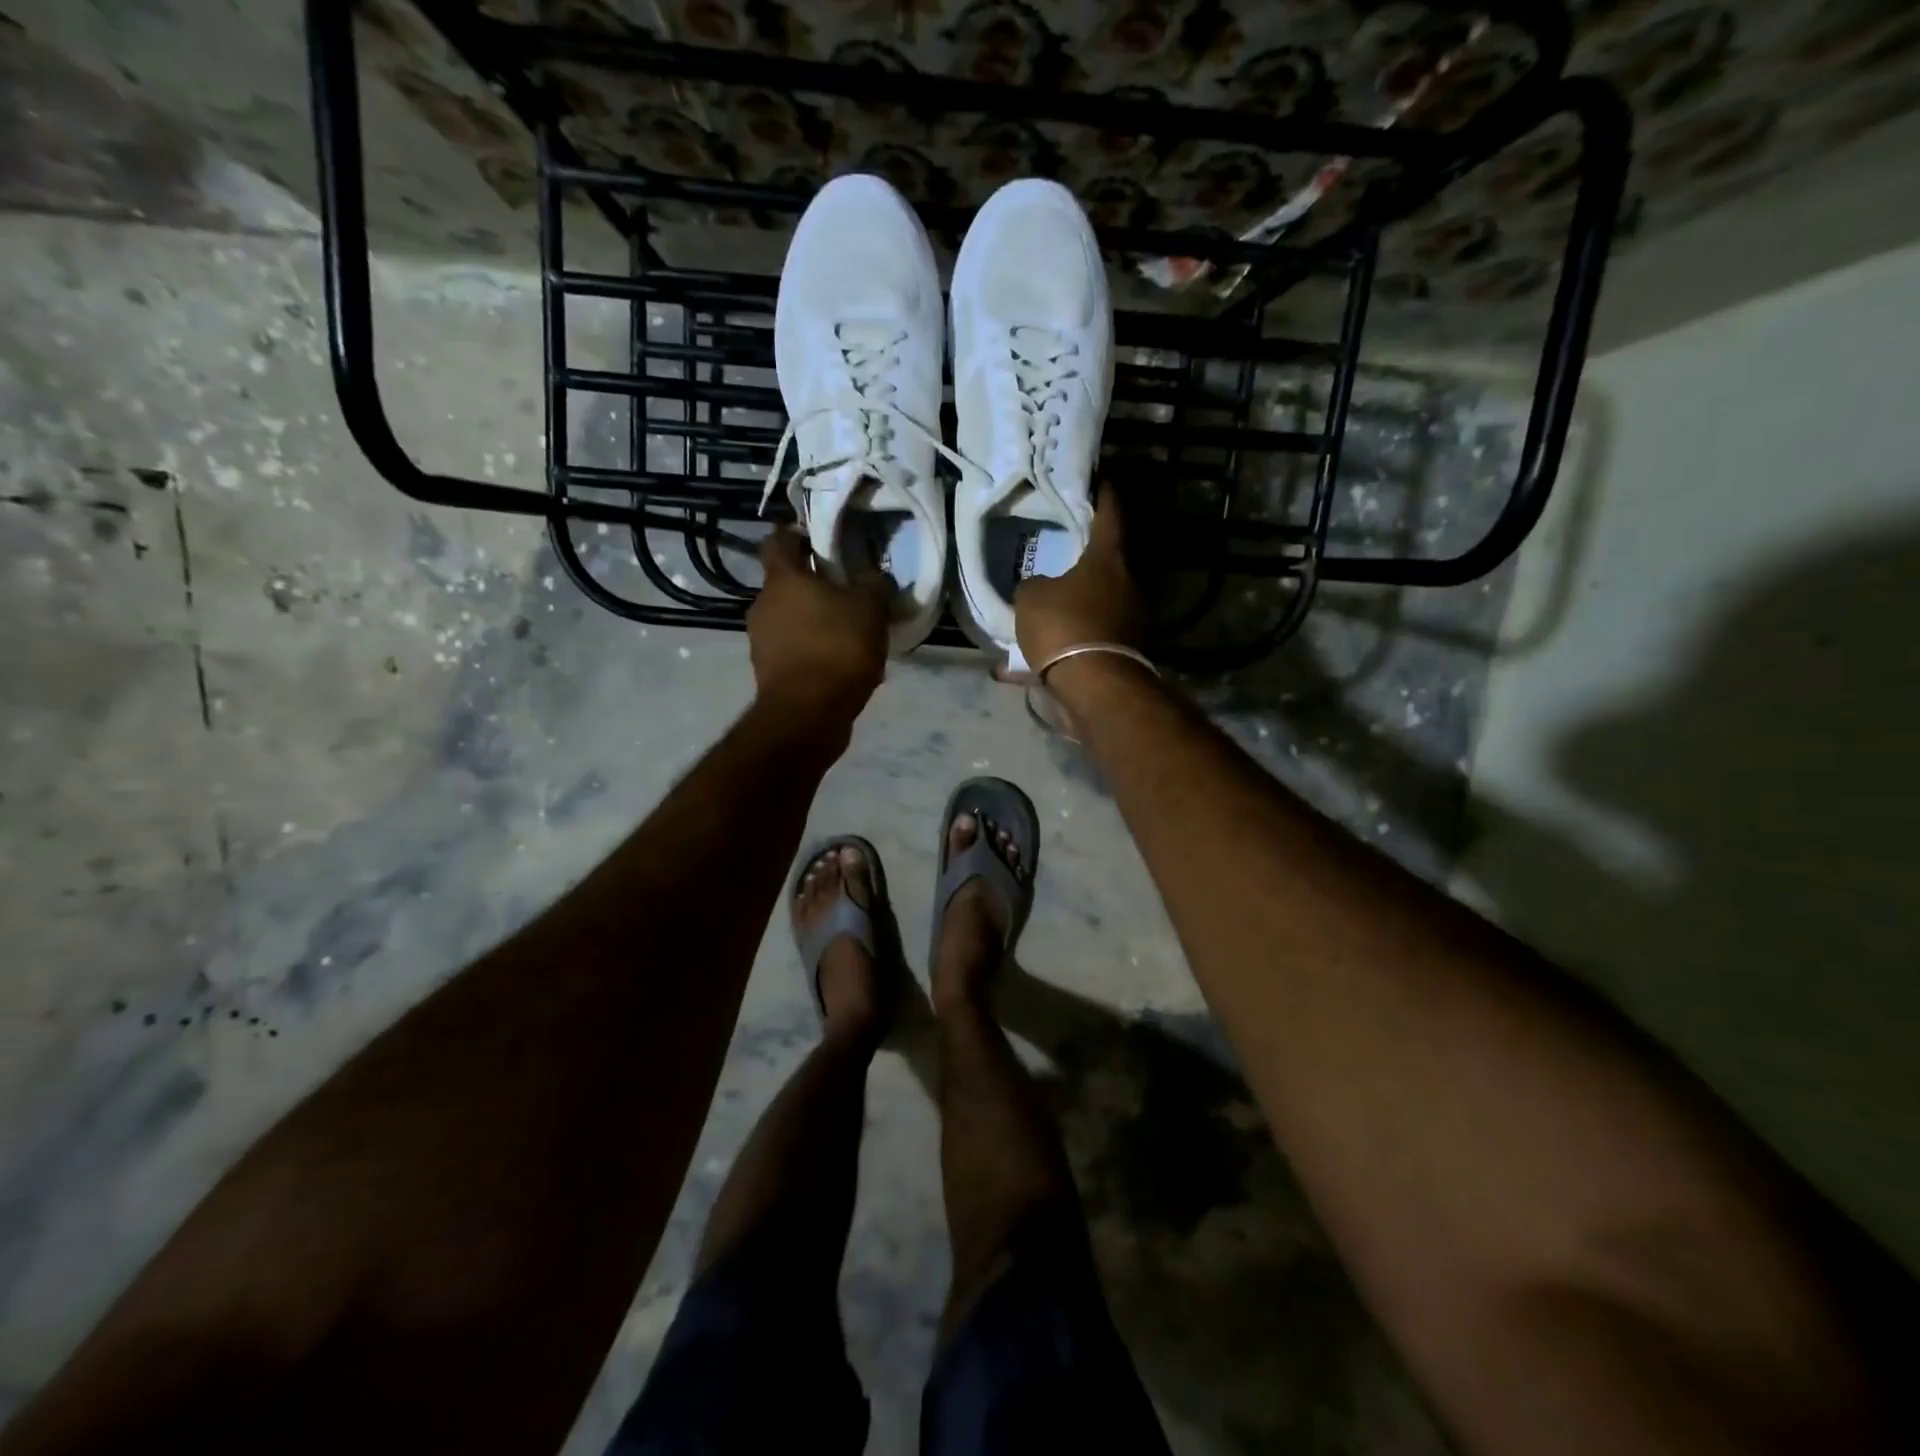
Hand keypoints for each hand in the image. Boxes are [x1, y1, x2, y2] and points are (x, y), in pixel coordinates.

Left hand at [748, 528, 889, 722]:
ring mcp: (760, 640)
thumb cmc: (837, 649)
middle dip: (814, 585)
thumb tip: (872, 575)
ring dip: (815, 621)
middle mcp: (763, 604)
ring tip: (849, 635)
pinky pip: (793, 649)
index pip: (778, 541)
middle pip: (786, 583)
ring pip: (791, 619)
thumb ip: (872, 584)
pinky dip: (813, 650)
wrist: (808, 713)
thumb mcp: (870, 609)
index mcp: (782, 579)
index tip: (819, 540)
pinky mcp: (767, 671)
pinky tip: (840, 665)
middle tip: (847, 593)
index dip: (796, 535)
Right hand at [1013, 486, 1145, 673]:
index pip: (1110, 513)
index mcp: (1109, 558)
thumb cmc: (1063, 626)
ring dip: (1078, 601)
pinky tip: (1044, 651)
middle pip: (1108, 560)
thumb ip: (1034, 584)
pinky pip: (1093, 634)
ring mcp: (1132, 618)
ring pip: (1100, 601)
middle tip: (1064, 547)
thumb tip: (1040, 588)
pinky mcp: (1127, 649)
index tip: (1099, 479)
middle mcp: (1129, 583)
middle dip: (1087, 555)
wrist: (1093, 685)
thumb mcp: (1030, 598)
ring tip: (1051, 604)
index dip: (1103, 494)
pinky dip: (1073, 638)